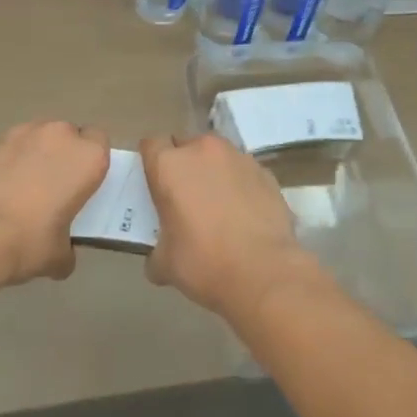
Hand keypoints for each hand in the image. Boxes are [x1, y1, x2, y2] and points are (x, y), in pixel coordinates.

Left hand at [0, 121, 110, 285]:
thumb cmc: (29, 240)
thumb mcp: (58, 256)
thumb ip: (67, 250)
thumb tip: (62, 257)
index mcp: (88, 157)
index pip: (100, 142)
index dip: (91, 161)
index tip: (83, 183)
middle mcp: (60, 135)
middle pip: (69, 135)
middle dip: (63, 155)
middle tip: (54, 187)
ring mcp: (25, 132)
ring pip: (39, 136)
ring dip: (36, 154)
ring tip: (22, 187)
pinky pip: (11, 146)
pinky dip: (9, 160)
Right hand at [139, 134, 326, 320]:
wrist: (264, 271)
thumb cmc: (204, 262)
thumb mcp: (165, 264)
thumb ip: (156, 251)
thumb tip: (157, 260)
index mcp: (170, 165)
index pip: (151, 145)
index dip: (152, 162)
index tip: (155, 184)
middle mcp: (202, 150)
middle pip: (185, 145)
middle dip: (183, 165)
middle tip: (185, 198)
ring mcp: (237, 157)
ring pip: (217, 156)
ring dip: (213, 172)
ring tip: (219, 205)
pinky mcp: (265, 171)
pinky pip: (243, 172)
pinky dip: (240, 185)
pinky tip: (244, 214)